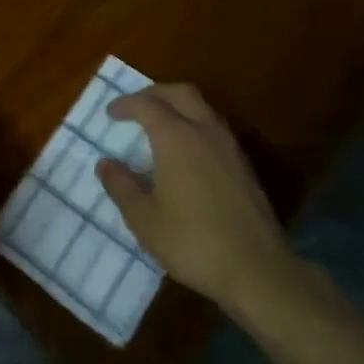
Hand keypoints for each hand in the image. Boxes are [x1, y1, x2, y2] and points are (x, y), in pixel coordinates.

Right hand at [96, 84, 295, 316]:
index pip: (147, 104)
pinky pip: (215, 127)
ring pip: (202, 107)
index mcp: (176, 138)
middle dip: (155, 93)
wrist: (257, 270)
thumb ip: (122, 186)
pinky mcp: (244, 165)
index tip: (111, 113)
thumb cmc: (193, 242)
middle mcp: (204, 131)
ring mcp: (229, 147)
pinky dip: (195, 124)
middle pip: (180, 93)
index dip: (126, 104)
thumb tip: (105, 163)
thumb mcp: (144, 220)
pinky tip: (187, 151)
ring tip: (160, 125)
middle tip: (136, 106)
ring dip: (178, 106)